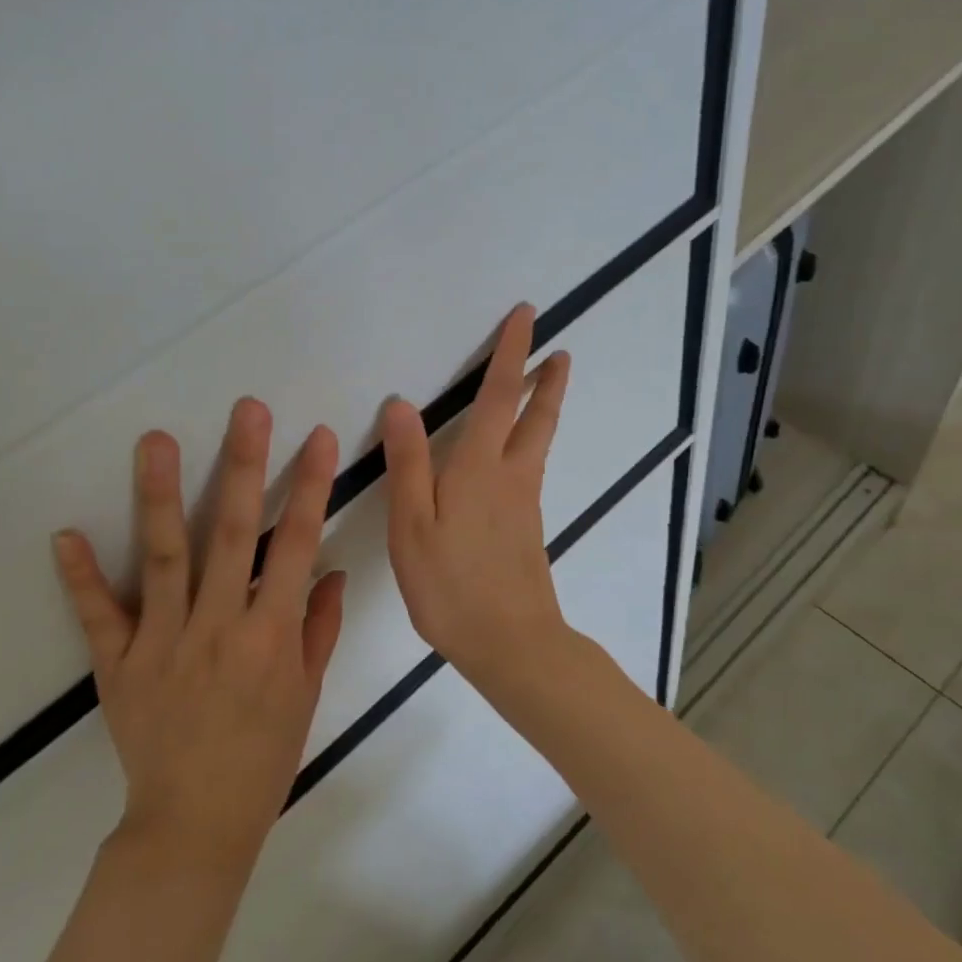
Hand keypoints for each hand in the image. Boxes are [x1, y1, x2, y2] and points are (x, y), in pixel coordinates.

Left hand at [53, 399, 345, 864]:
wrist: (195, 825)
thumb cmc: (263, 756)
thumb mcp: (306, 694)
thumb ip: (318, 628)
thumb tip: (330, 570)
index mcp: (270, 635)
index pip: (296, 545)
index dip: (310, 487)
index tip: (318, 437)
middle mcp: (218, 627)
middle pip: (231, 533)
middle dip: (243, 465)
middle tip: (246, 411)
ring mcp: (163, 643)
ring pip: (163, 556)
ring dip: (158, 494)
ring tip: (155, 439)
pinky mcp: (119, 665)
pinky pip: (98, 616)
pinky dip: (81, 577)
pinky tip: (65, 534)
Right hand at [381, 304, 571, 685]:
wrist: (512, 644)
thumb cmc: (452, 586)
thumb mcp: (412, 527)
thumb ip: (408, 465)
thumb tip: (403, 405)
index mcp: (479, 469)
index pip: (498, 397)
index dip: (511, 354)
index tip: (528, 317)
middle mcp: (511, 477)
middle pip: (535, 417)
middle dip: (545, 380)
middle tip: (558, 351)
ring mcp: (525, 503)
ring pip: (538, 442)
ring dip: (544, 408)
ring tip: (547, 385)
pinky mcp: (528, 528)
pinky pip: (531, 469)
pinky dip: (532, 442)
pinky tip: (517, 456)